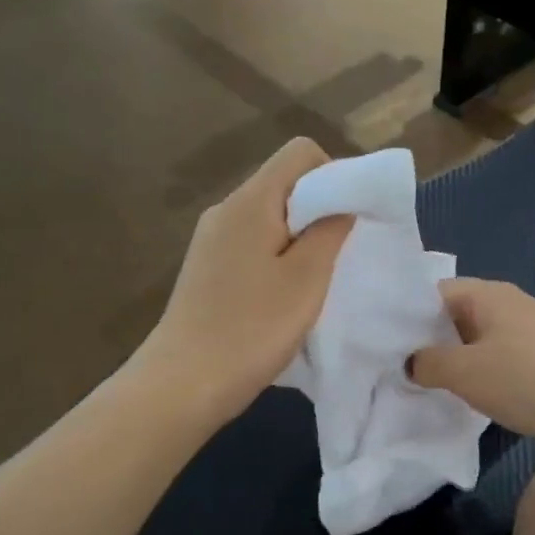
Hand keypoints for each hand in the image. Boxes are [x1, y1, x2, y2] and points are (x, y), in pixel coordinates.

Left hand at [137, 138, 352, 428]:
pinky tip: (284, 298)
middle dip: (320, 209)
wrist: (183, 383)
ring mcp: (211, 240)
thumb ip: (330, 231)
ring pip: (269, 218)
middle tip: (341, 255)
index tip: (351, 218)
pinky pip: (253, 245)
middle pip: (284, 184)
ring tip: (315, 282)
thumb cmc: (252, 328)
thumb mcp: (306, 279)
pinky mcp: (207, 269)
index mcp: (250, 201)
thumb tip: (342, 204)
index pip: (300, 152)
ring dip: (301, 239)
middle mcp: (226, 210)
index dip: (335, 174)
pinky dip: (278, 258)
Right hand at [409, 278, 534, 439]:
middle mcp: (509, 301)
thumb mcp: (462, 372)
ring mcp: (529, 326)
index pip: (435, 292)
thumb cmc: (519, 379)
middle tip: (406, 366)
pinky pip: (499, 352)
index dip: (409, 316)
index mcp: (487, 293)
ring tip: (433, 382)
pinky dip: (481, 367)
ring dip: (457, 356)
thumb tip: (411, 363)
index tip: (390, 344)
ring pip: (478, 335)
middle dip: (431, 339)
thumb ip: (427, 363)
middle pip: (457, 313)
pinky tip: (473, 391)